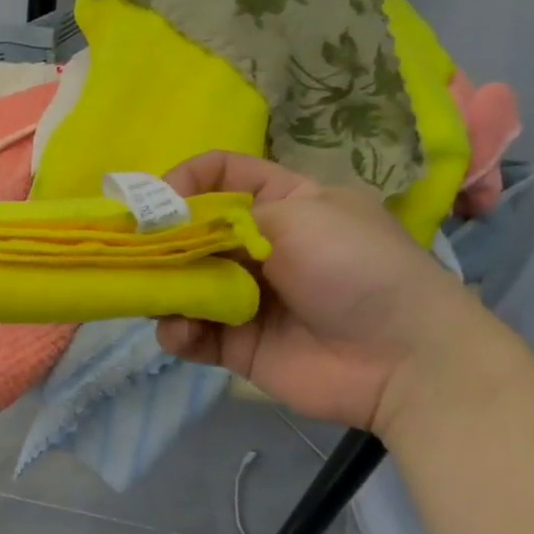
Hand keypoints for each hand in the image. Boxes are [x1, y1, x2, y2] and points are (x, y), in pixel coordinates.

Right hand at [156, 151, 475, 433]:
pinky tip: (184, 332)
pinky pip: (191, 332)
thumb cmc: (355, 267)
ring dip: (164, 289)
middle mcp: (259, 247)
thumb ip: (225, 219)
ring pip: (184, 284)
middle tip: (132, 254)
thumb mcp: (298, 216)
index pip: (222, 175)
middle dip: (160, 242)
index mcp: (283, 202)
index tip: (153, 203)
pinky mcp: (236, 345)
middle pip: (192, 233)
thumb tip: (172, 227)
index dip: (184, 181)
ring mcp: (246, 297)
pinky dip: (178, 331)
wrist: (401, 358)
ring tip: (162, 299)